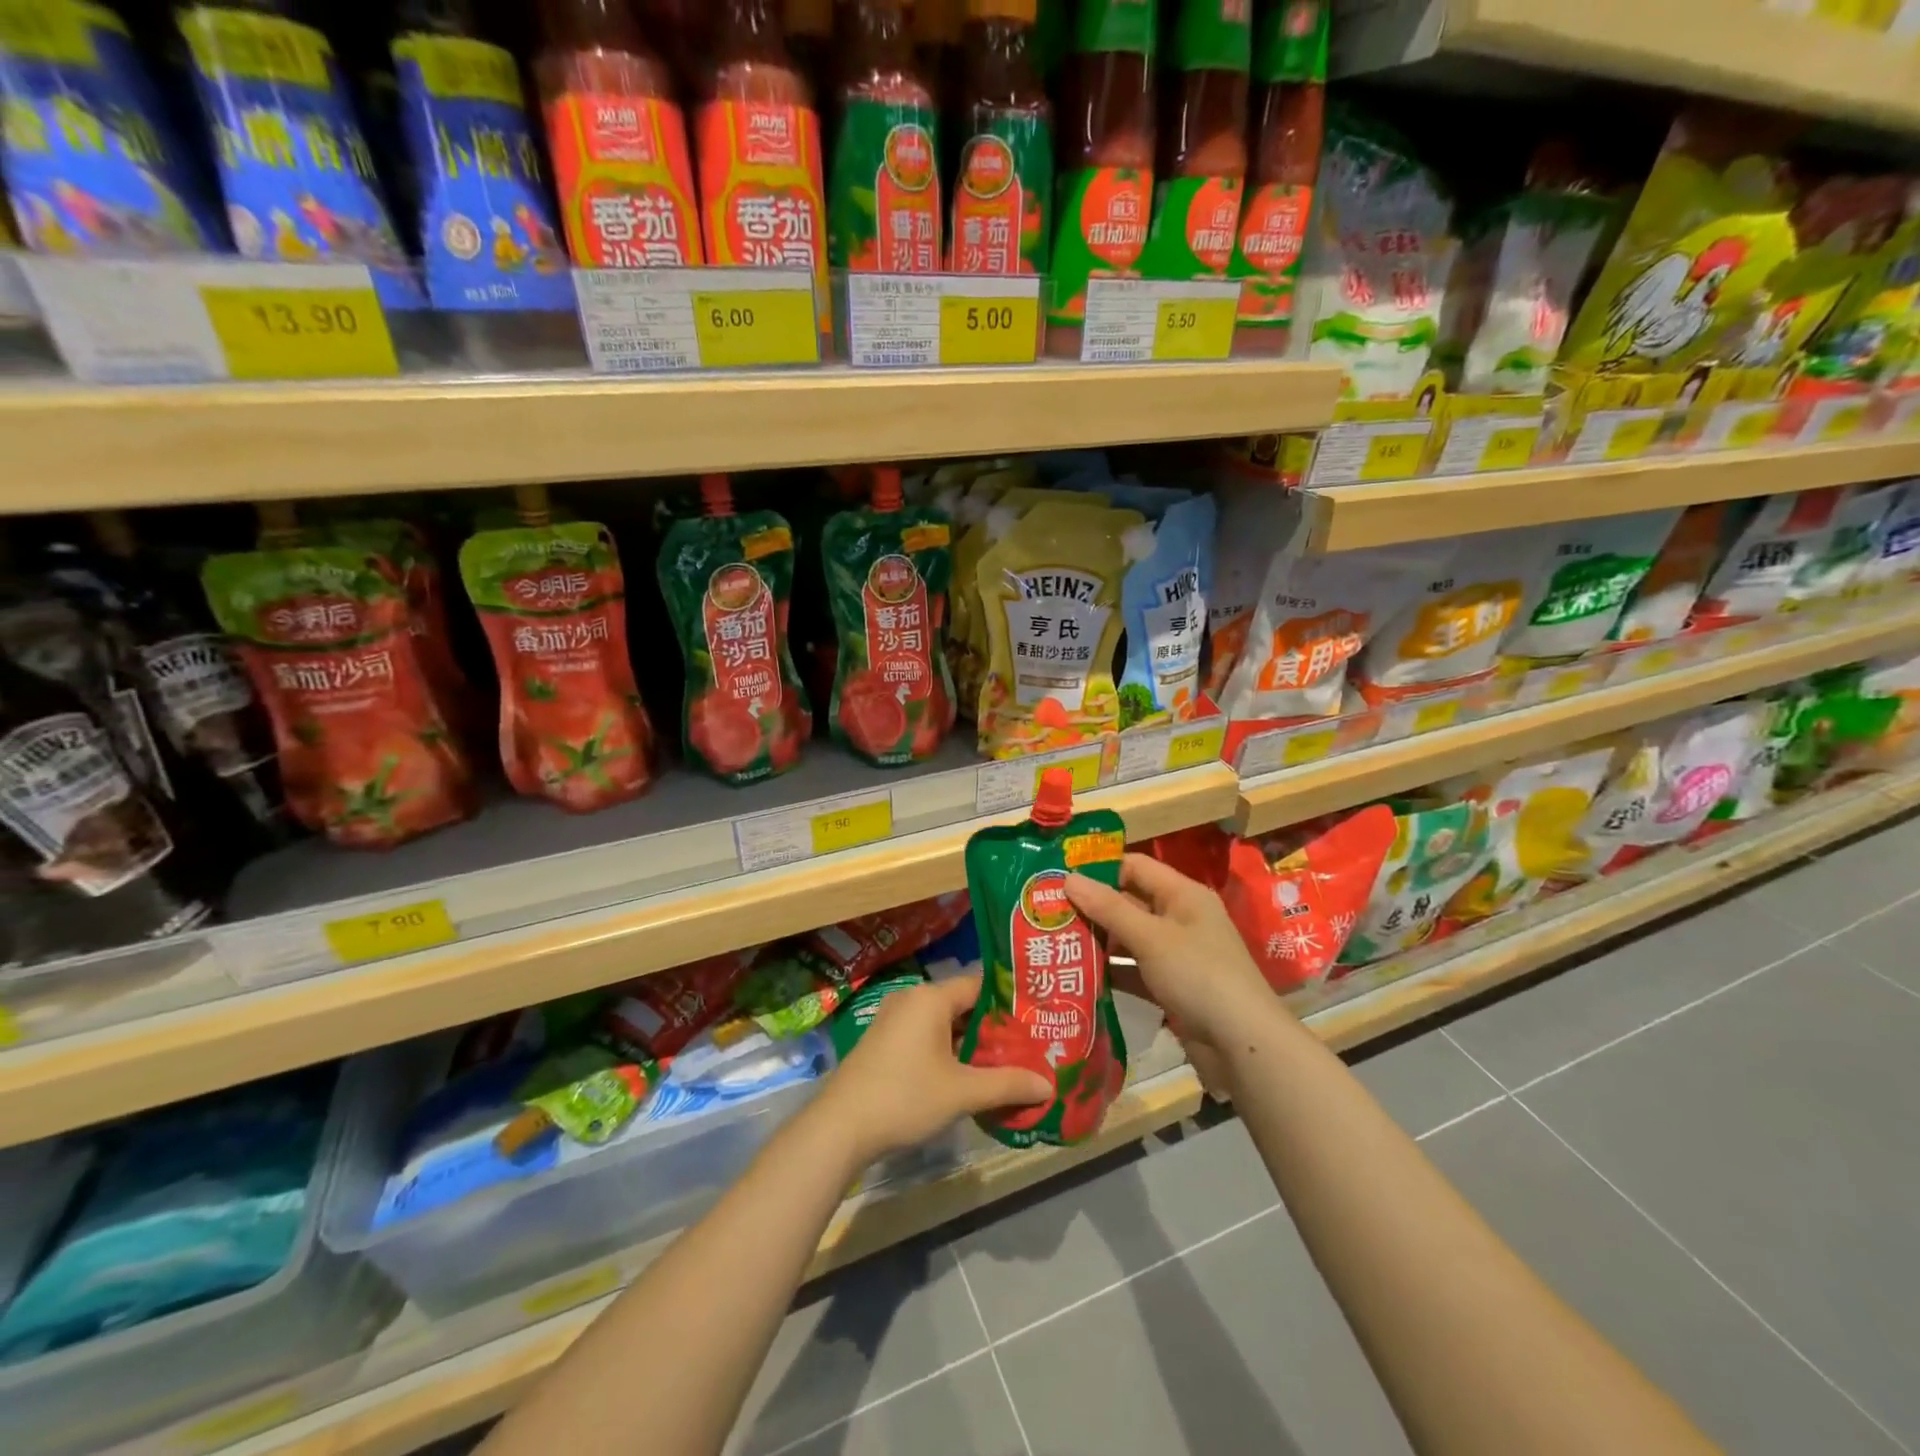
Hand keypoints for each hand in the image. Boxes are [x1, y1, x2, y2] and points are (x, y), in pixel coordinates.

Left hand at [816, 974, 1051, 1166]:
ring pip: (944, 1023)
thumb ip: (1007, 1083)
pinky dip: (948, 1050)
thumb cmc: (905, 1097)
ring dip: (971, 1042)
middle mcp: (912, 999)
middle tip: (1028, 1045)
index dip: (1009, 1001)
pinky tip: (967, 1076)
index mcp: (931, 998)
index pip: (980, 985)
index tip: (1036, 1018)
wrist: (840, 1126)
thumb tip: (1048, 1084)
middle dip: (993, 1026)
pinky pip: (926, 1036)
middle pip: (963, 1004)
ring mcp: (894, 1020)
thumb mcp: (962, 1092)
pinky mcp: (884, 1041)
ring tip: (1005, 1063)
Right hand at [1065, 853, 1278, 1053]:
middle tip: (1048, 913)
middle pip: (1129, 902)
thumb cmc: (1198, 975)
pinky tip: (1079, 977)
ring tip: (1055, 943)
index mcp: (1183, 894)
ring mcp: (1177, 955)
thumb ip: (1108, 908)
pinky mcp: (1172, 986)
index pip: (1134, 867)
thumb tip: (1068, 878)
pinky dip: (1112, 972)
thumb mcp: (1150, 937)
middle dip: (1092, 908)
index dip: (1099, 869)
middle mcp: (1180, 918)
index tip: (1059, 878)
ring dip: (1099, 941)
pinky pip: (1135, 970)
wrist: (1243, 1045)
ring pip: (1129, 938)